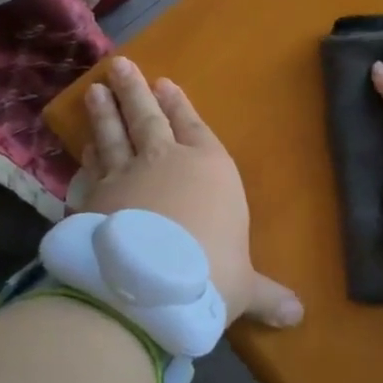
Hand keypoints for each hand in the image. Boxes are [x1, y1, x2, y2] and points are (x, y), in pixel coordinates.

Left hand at [82, 57, 301, 327]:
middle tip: (121, 65)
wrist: (147, 287)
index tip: (166, 83)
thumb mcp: (244, 289)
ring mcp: (124, 176)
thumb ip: (268, 296)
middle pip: (148, 118)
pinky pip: (91, 169)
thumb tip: (299, 317)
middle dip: (136, 91)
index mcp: (209, 169)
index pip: (194, 127)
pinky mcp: (92, 199)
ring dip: (105, 113)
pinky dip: (87, 157)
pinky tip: (83, 148)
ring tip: (96, 90)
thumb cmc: (209, 274)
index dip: (181, 106)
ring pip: (114, 135)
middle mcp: (165, 162)